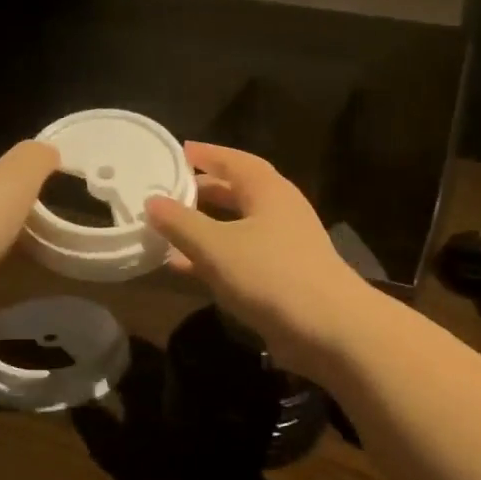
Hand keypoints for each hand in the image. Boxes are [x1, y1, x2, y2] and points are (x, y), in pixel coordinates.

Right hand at [144, 142, 372, 377]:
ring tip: (167, 228)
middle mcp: (279, 210)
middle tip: (167, 190)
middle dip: (203, 191)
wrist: (329, 328)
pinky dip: (214, 257)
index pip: (234, 160)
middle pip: (237, 192)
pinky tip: (185, 268)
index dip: (206, 154)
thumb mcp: (216, 247)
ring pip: (237, 226)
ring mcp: (284, 245)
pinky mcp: (283, 276)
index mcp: (268, 190)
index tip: (177, 151)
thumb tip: (151, 201)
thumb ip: (181, 223)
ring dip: (205, 227)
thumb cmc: (271, 275)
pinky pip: (241, 256)